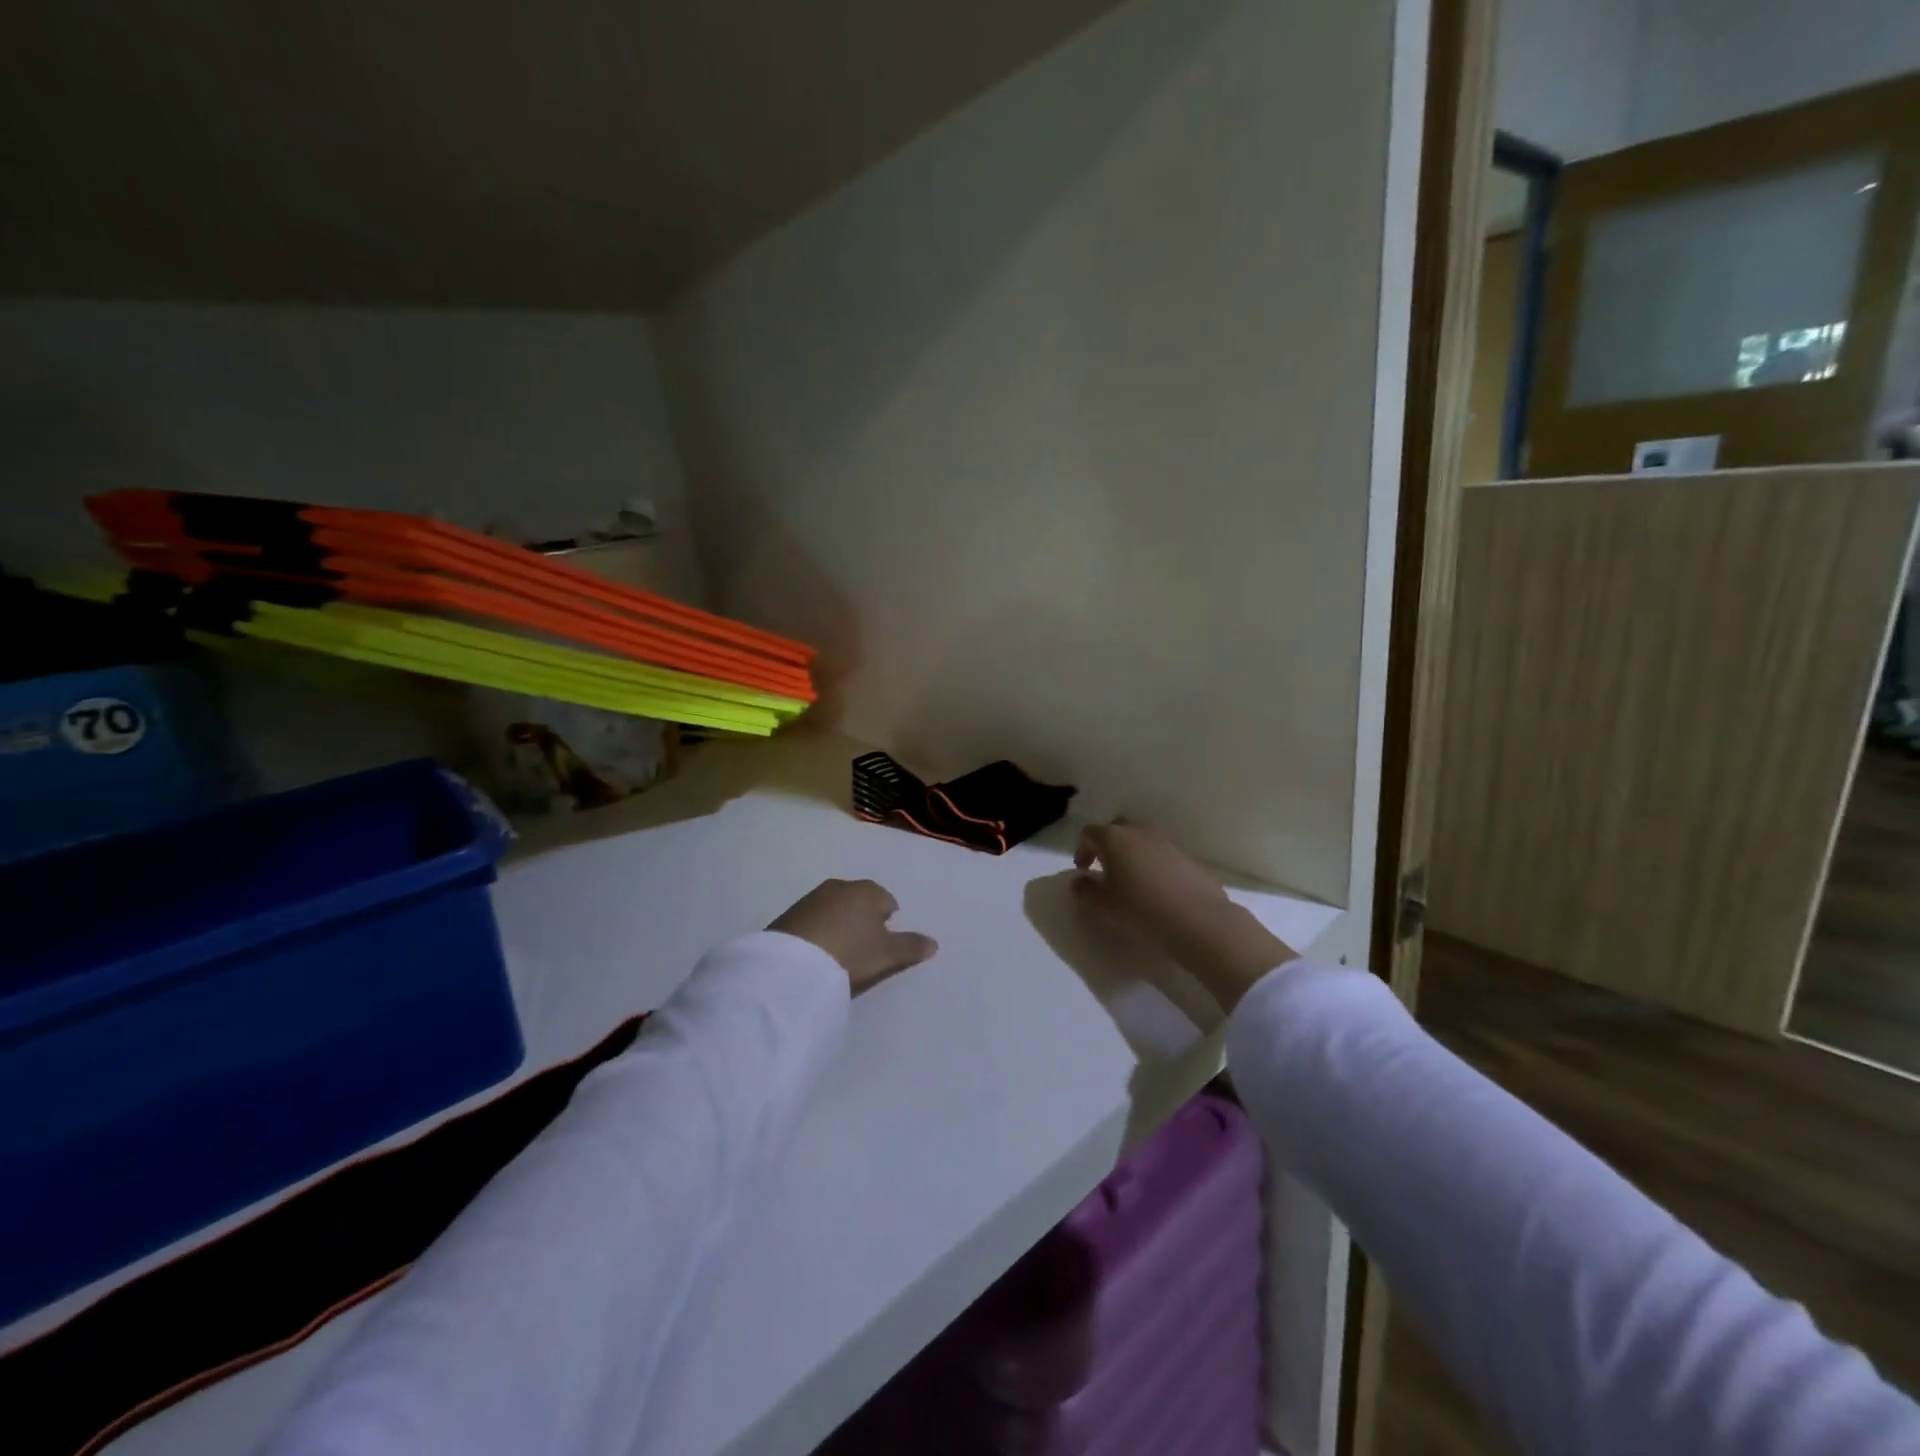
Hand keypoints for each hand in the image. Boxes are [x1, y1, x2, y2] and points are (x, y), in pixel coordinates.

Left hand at [770, 879, 938, 992]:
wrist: (794, 963)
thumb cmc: (851, 952)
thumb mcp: (887, 954)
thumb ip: (912, 947)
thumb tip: (934, 943)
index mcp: (868, 891)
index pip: (886, 900)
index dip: (888, 920)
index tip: (884, 941)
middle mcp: (841, 886)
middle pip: (859, 900)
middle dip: (863, 917)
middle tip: (863, 945)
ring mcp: (812, 898)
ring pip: (835, 907)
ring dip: (839, 922)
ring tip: (840, 949)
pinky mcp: (790, 914)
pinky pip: (812, 919)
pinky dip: (818, 930)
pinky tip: (817, 950)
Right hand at [1073, 820, 1295, 1011]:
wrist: (1198, 920)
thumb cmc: (1140, 910)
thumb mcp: (1102, 906)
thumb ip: (1084, 891)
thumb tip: (1079, 881)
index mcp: (1114, 838)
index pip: (1089, 833)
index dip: (1081, 849)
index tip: (1082, 869)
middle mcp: (1139, 831)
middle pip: (1116, 828)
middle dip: (1106, 845)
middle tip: (1103, 868)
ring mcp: (1165, 841)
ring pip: (1140, 839)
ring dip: (1130, 853)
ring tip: (1129, 879)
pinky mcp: (1186, 856)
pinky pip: (1160, 852)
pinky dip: (1151, 862)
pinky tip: (1154, 887)